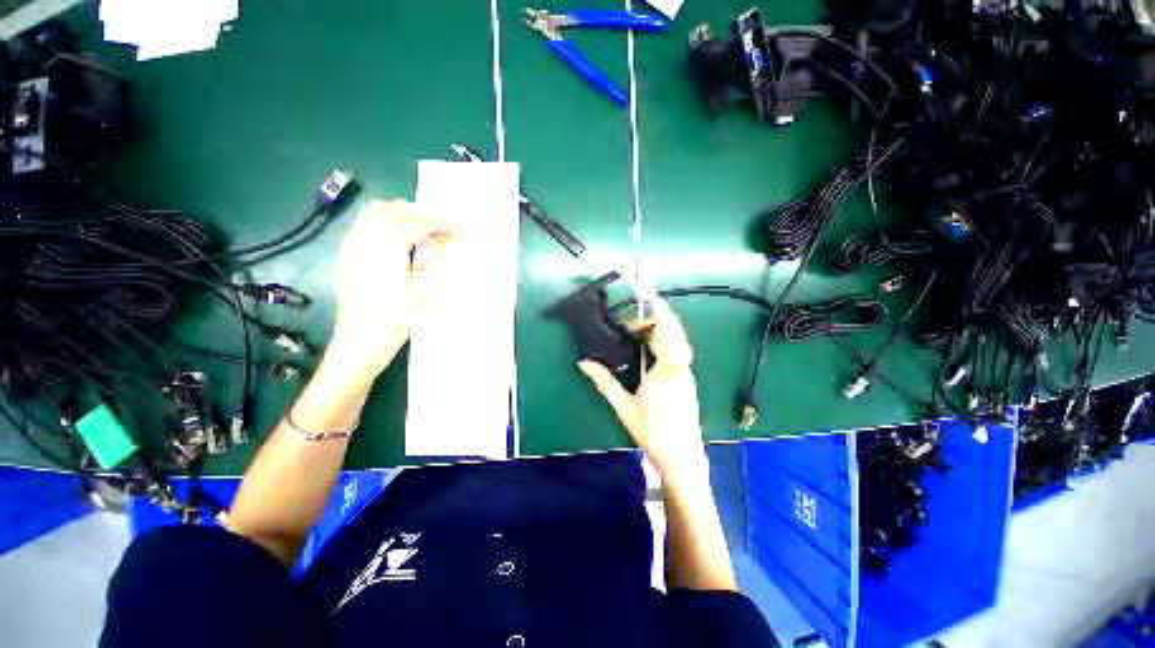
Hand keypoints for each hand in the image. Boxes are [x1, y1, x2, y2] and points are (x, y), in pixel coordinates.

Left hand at [329, 199, 451, 377]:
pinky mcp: (346, 257)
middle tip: (441, 229)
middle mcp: (365, 239)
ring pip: (373, 214)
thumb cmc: (396, 319)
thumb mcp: (422, 290)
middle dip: (420, 215)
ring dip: (399, 216)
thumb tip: (447, 241)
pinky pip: (363, 227)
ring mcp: (351, 246)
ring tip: (420, 231)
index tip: (460, 226)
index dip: (442, 224)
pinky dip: (382, 225)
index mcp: (386, 247)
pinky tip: (396, 243)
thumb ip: (433, 260)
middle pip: (393, 211)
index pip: (418, 225)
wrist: (359, 343)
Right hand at [578, 296, 706, 477]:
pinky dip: (666, 340)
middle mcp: (681, 367)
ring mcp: (686, 373)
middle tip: (640, 305)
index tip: (641, 304)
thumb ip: (604, 381)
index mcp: (668, 369)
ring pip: (678, 341)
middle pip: (674, 332)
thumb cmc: (653, 432)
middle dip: (659, 316)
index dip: (656, 315)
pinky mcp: (685, 379)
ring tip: (643, 320)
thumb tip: (583, 363)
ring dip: (663, 327)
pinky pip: (678, 351)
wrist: (682, 457)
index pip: (667, 332)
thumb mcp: (624, 406)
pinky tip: (652, 342)